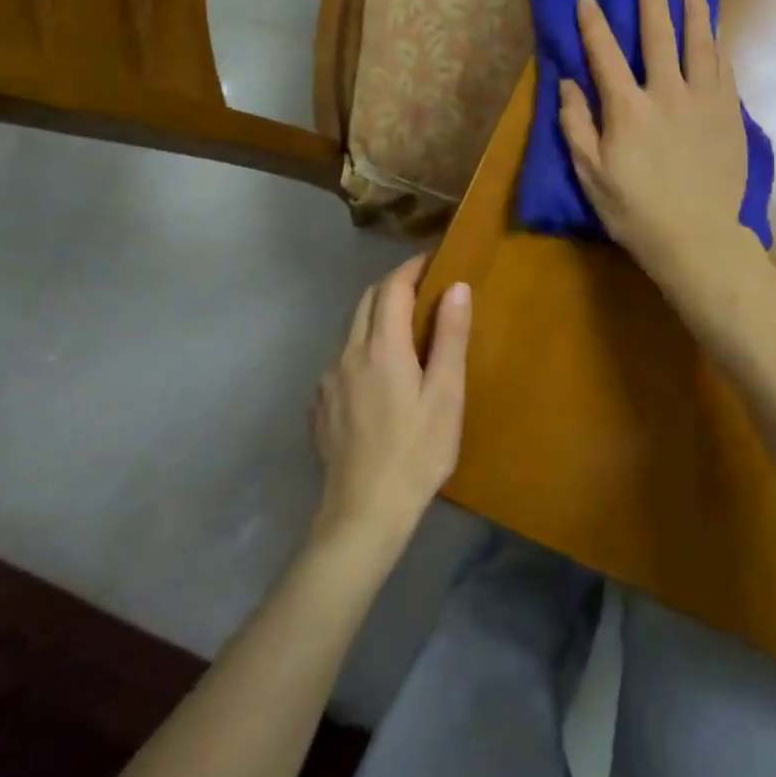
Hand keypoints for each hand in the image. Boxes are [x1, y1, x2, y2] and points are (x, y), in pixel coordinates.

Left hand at [310, 256, 468, 556]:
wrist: (362, 516)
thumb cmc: (416, 454)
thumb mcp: (446, 396)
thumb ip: (450, 337)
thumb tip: (457, 287)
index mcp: (381, 347)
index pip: (392, 287)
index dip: (412, 267)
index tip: (435, 260)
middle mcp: (347, 354)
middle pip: (366, 301)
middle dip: (393, 286)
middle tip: (424, 289)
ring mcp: (327, 381)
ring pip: (351, 331)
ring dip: (376, 316)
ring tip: (405, 330)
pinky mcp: (319, 407)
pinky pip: (341, 361)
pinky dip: (362, 350)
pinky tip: (380, 377)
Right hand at [559, 0, 749, 280]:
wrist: (697, 239)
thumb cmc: (635, 211)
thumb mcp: (591, 174)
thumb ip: (577, 125)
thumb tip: (568, 83)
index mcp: (628, 109)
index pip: (605, 54)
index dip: (593, 22)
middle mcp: (668, 94)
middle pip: (660, 35)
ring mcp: (705, 103)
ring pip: (701, 45)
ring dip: (696, 10)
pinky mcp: (730, 117)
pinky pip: (725, 71)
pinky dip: (719, 47)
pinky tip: (717, 34)